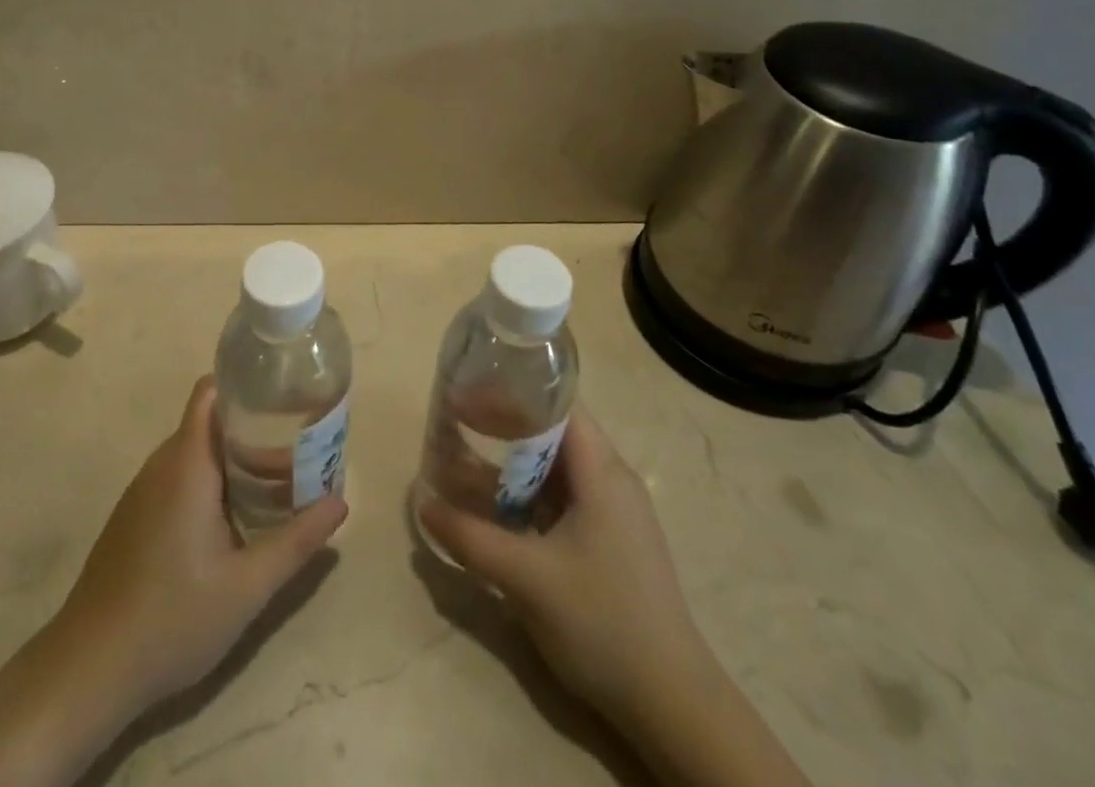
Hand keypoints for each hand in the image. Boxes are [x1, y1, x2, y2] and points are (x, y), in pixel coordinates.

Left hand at [0, 377, 344, 786]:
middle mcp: (162, 464)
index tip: (284, 394)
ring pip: (195, 452)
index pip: (211, 392)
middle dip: (254, 427)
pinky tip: (236, 517)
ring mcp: (143, 491)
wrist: (88, 671)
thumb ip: (296, 541)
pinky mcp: (135, 516)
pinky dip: (212, 481)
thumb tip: (341, 502)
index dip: (245, 383)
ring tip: (279, 479)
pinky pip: (179, 477)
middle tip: (298, 445)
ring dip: (235, 458)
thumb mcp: (247, 586)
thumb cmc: (172, 618)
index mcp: (187, 463)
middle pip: (211, 421)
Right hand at [419, 406, 808, 786]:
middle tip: (458, 424)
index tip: (470, 393)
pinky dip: (529, 494)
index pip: (557, 403)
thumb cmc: (602, 621)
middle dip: (504, 425)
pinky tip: (498, 511)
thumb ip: (471, 538)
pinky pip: (563, 498)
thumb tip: (423, 503)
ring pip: (556, 468)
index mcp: (602, 470)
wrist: (671, 703)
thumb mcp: (526, 578)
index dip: (512, 391)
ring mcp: (614, 512)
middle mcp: (611, 479)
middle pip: (553, 431)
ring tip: (466, 461)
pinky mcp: (610, 541)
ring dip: (513, 464)